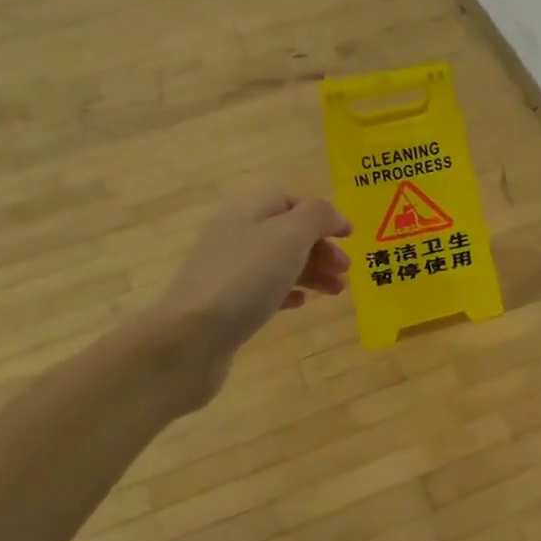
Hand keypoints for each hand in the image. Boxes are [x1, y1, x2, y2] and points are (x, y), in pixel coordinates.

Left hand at [155, 192, 351, 355]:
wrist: (190, 339)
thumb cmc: (245, 279)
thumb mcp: (288, 236)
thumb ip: (316, 217)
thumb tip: (332, 216)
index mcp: (246, 212)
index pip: (290, 201)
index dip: (322, 215)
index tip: (350, 237)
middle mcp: (234, 236)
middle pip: (285, 233)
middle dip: (320, 247)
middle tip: (346, 270)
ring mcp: (226, 273)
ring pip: (277, 263)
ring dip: (311, 272)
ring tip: (336, 292)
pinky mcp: (224, 306)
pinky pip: (262, 291)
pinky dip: (287, 292)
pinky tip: (301, 304)